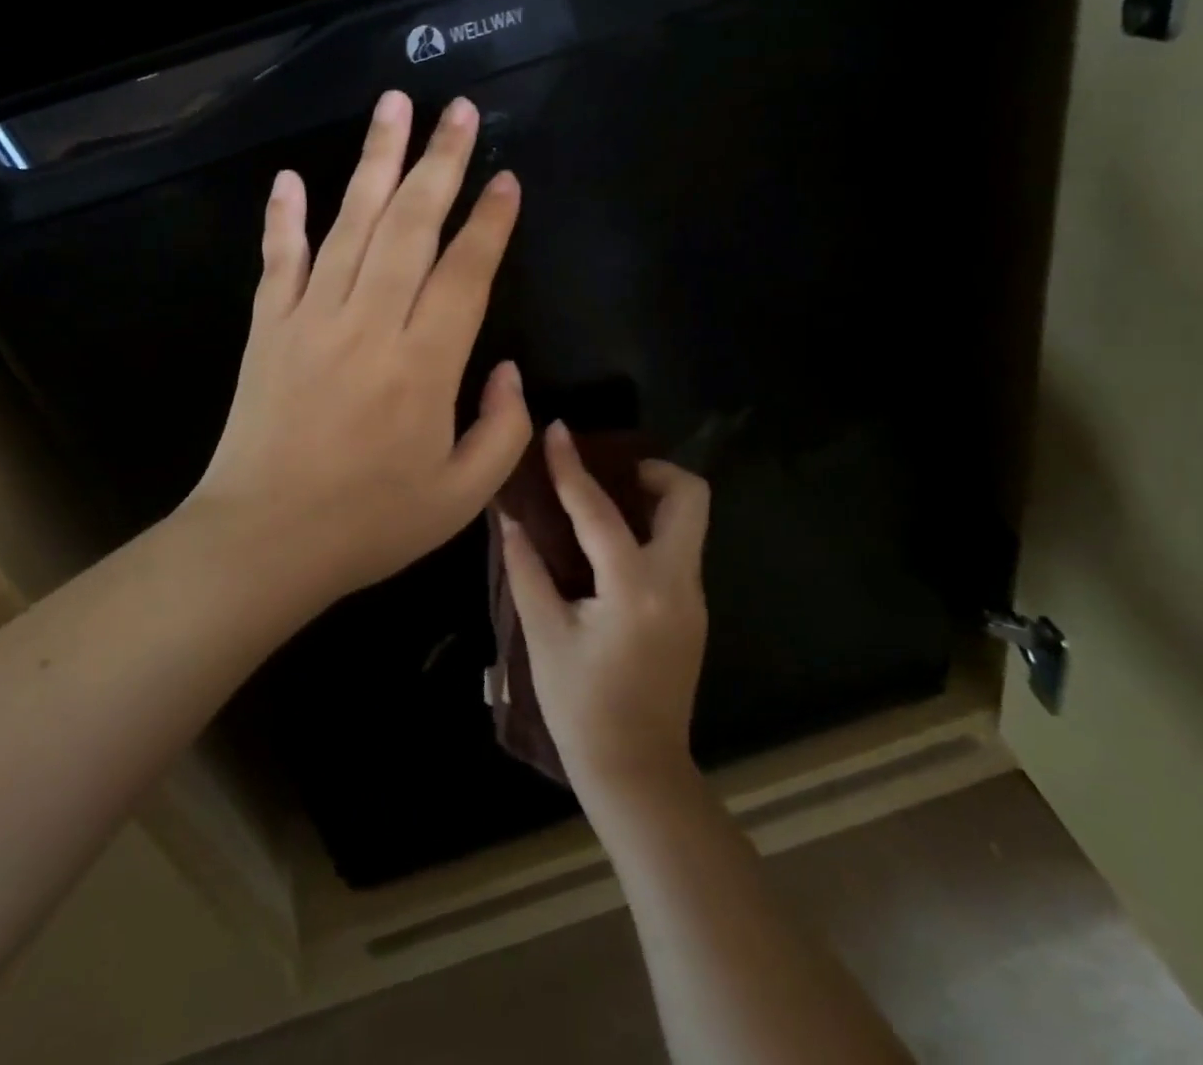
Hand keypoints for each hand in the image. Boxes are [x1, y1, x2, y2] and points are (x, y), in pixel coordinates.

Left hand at [183, 90, 532, 609]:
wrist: (263, 542)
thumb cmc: (370, 524)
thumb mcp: (462, 497)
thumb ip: (503, 431)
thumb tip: (511, 372)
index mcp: (424, 366)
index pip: (465, 273)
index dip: (490, 223)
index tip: (506, 178)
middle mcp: (369, 325)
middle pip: (410, 226)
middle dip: (440, 163)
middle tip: (458, 111)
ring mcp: (311, 319)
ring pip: (350, 225)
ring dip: (374, 162)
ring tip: (394, 106)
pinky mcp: (267, 328)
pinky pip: (278, 260)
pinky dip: (283, 218)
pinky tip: (290, 177)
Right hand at [498, 424, 710, 804]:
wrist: (637, 772)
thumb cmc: (581, 707)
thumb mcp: (545, 636)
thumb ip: (527, 569)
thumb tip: (509, 519)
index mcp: (634, 588)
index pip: (600, 511)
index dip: (572, 467)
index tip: (559, 431)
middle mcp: (676, 583)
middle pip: (689, 498)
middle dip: (652, 471)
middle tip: (608, 473)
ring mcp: (693, 598)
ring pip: (689, 522)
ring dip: (653, 498)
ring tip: (605, 503)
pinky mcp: (693, 612)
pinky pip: (679, 549)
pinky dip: (651, 530)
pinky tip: (612, 546)